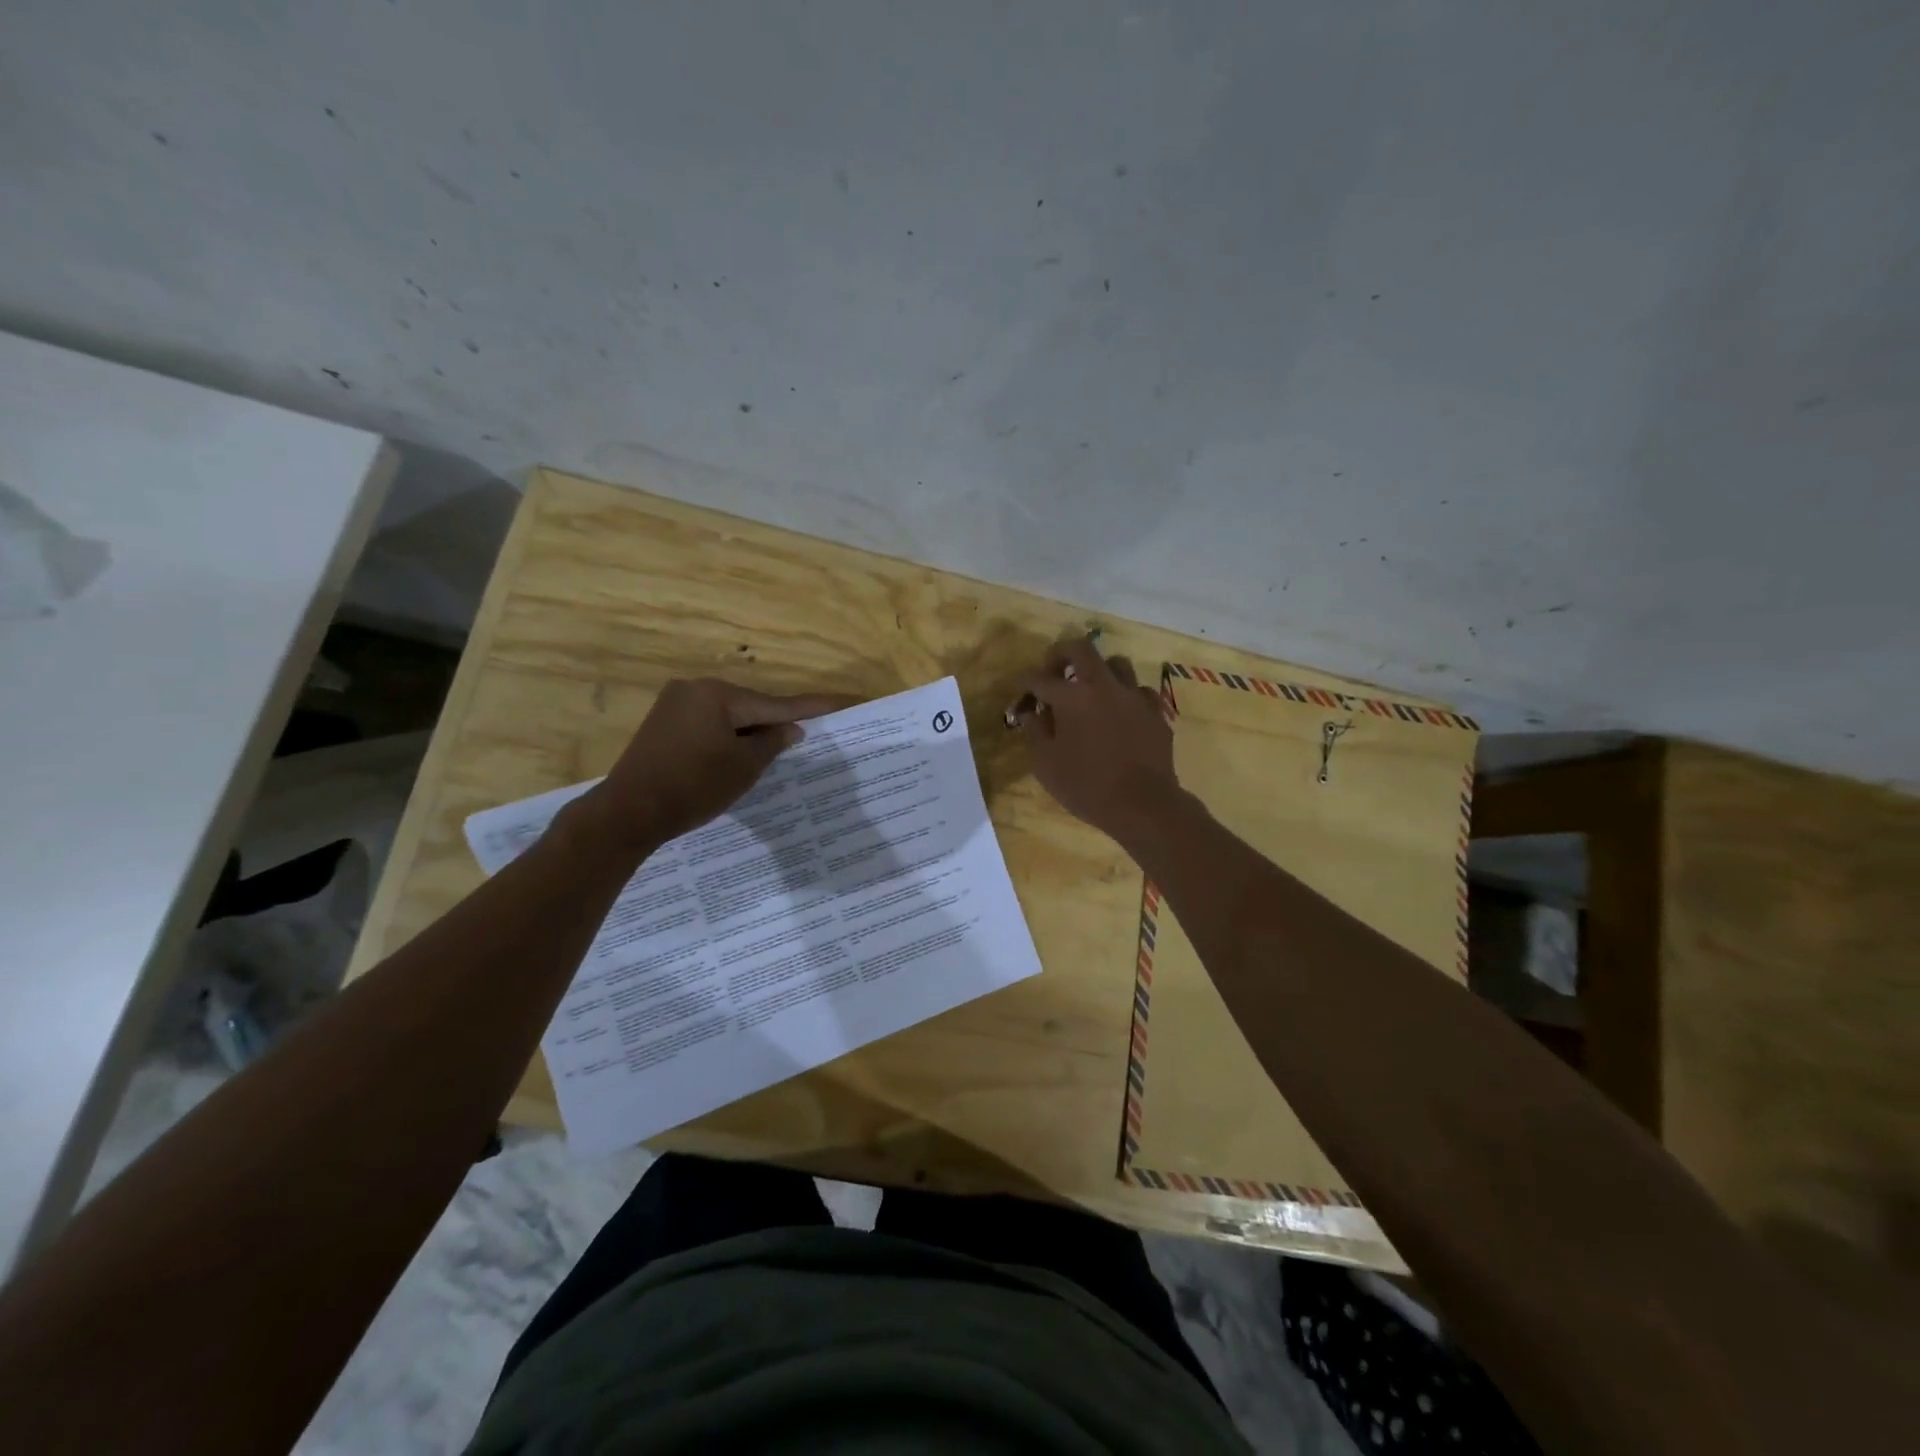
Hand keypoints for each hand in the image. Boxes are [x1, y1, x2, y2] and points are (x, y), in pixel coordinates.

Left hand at [578, 678, 850, 851]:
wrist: (628, 813)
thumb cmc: (694, 787)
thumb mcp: (744, 767)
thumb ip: (772, 742)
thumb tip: (791, 728)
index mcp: (717, 694)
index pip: (774, 703)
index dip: (808, 708)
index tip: (837, 703)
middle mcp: (693, 689)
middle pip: (748, 707)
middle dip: (772, 723)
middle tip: (802, 738)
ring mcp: (672, 705)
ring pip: (726, 716)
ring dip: (747, 733)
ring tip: (770, 753)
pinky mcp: (661, 724)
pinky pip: (706, 725)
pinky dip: (724, 738)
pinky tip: (735, 756)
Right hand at [1018, 636, 1178, 843]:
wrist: (1143, 805)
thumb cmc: (1086, 786)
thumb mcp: (1045, 764)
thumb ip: (1034, 732)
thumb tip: (1031, 712)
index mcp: (1071, 697)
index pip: (1039, 678)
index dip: (1026, 682)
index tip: (1021, 689)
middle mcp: (1103, 686)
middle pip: (1081, 648)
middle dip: (1061, 653)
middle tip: (1054, 670)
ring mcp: (1134, 696)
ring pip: (1116, 663)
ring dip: (1098, 671)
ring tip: (1091, 690)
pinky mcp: (1155, 712)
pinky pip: (1139, 692)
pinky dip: (1125, 697)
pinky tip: (1120, 714)